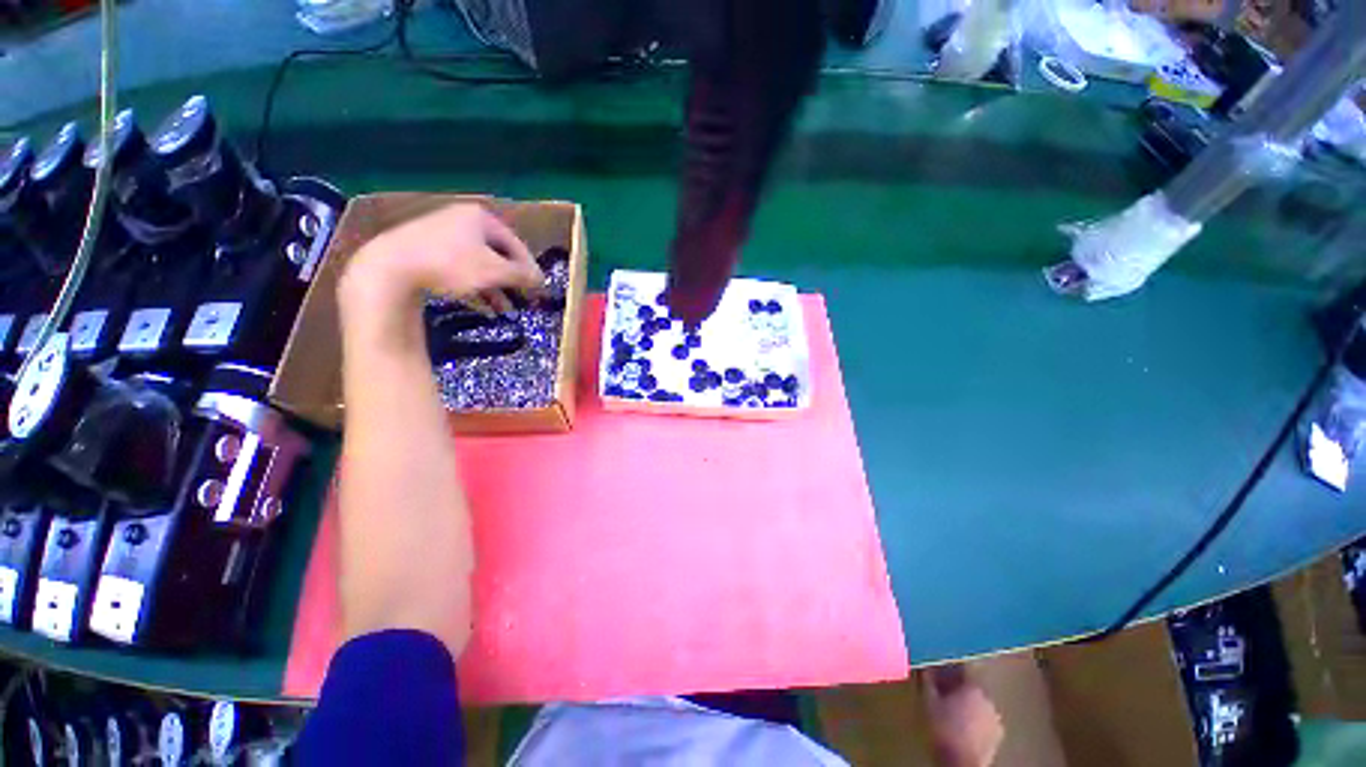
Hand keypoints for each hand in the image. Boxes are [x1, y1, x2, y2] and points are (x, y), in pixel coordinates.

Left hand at [339, 203, 544, 321]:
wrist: (390, 268)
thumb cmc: (451, 264)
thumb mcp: (495, 272)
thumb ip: (522, 275)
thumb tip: (541, 280)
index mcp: (481, 218)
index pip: (517, 245)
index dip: (530, 269)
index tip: (538, 289)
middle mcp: (462, 221)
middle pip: (497, 255)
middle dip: (511, 281)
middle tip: (523, 300)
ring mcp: (441, 235)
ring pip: (478, 265)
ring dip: (495, 289)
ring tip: (505, 310)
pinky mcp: (425, 252)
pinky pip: (460, 270)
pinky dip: (474, 287)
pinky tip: (482, 307)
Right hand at [924, 666, 1003, 766]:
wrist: (961, 763)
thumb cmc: (943, 729)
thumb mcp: (928, 701)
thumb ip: (927, 680)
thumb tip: (924, 665)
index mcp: (973, 687)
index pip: (961, 669)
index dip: (947, 667)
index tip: (936, 668)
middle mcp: (988, 700)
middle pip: (970, 687)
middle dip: (956, 687)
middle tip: (941, 690)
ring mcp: (995, 720)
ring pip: (977, 704)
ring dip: (965, 704)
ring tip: (949, 709)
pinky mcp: (997, 737)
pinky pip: (983, 720)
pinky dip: (973, 719)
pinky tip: (961, 725)